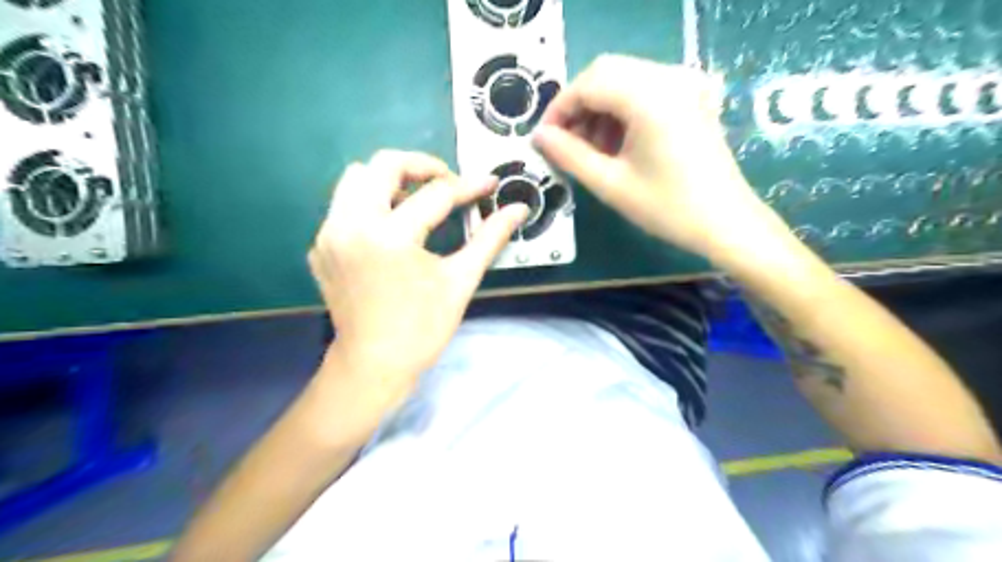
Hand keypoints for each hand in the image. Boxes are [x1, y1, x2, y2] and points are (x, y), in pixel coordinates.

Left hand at [309, 150, 527, 402]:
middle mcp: (351, 225)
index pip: (436, 194)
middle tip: (447, 183)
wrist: (373, 365)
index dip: (469, 186)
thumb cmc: (422, 328)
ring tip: (417, 201)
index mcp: (390, 237)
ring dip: (390, 181)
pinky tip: (391, 229)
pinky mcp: (321, 246)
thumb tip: (518, 210)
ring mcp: (329, 235)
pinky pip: (343, 206)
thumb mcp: (460, 280)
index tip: (489, 183)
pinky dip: (370, 204)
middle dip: (422, 166)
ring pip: (355, 179)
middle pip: (383, 165)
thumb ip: (490, 238)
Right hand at [536, 53, 777, 257]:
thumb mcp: (610, 184)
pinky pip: (644, 89)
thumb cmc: (667, 208)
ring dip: (599, 108)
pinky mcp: (691, 97)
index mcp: (649, 97)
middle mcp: (668, 78)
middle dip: (578, 106)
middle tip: (564, 143)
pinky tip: (616, 143)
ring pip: (624, 79)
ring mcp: (684, 85)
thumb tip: (539, 137)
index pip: (588, 83)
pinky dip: (621, 110)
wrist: (726, 223)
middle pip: (605, 72)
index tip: (545, 139)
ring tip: (590, 149)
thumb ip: (569, 155)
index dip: (559, 109)